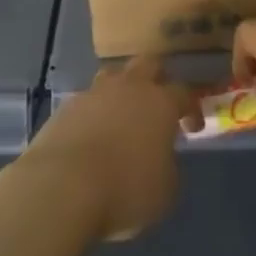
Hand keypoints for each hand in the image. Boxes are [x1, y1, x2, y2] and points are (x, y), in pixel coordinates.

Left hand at [20, 55, 191, 241]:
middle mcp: (129, 87)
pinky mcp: (67, 106)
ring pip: (114, 76)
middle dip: (158, 79)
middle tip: (159, 104)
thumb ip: (168, 166)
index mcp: (160, 102)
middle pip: (149, 64)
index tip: (192, 128)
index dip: (192, 108)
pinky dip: (95, 113)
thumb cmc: (125, 189)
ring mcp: (95, 92)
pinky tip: (93, 136)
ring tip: (122, 117)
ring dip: (122, 90)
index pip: (184, 92)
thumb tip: (160, 158)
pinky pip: (88, 101)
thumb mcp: (164, 190)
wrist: (63, 185)